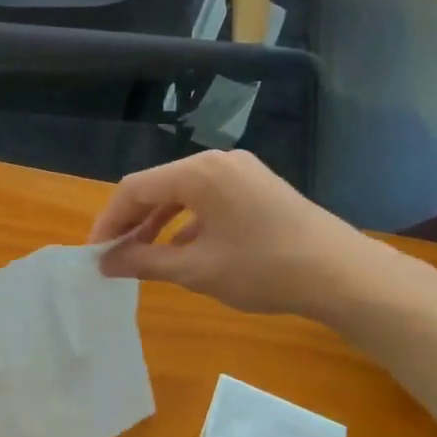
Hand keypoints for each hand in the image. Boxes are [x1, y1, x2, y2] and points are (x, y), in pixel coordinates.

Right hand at [87, 151, 424, 321]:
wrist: (341, 274)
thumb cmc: (263, 269)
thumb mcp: (195, 270)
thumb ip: (143, 261)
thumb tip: (105, 263)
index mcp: (199, 172)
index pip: (134, 189)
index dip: (108, 221)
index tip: (95, 253)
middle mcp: (217, 161)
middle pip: (157, 187)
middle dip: (131, 222)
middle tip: (114, 256)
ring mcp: (241, 172)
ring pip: (182, 193)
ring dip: (157, 224)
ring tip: (142, 256)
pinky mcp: (257, 187)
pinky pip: (207, 199)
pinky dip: (186, 223)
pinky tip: (182, 252)